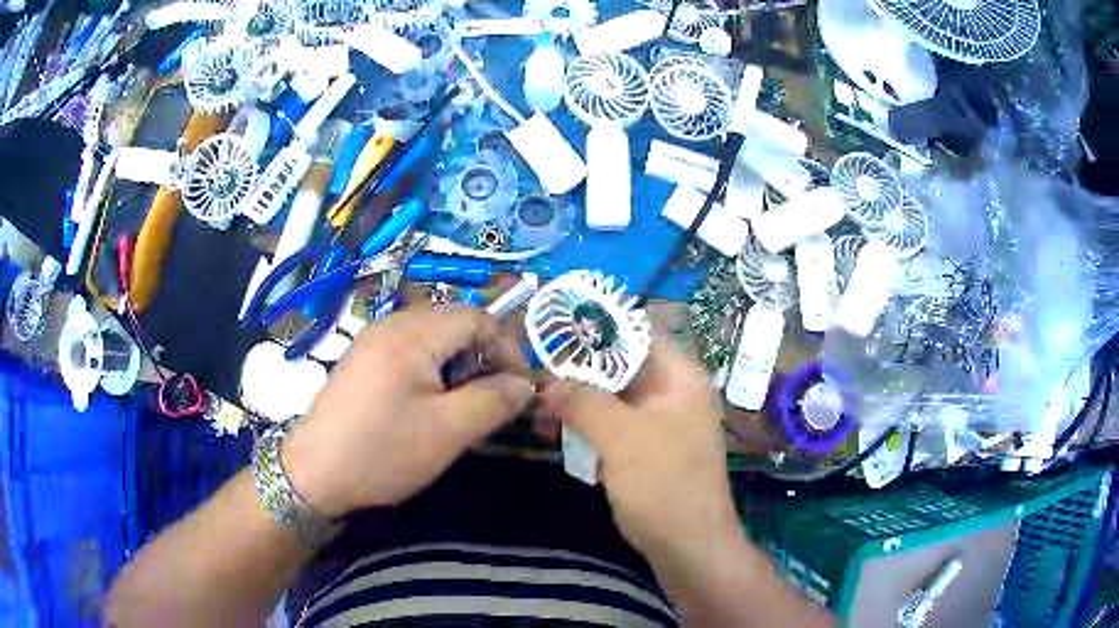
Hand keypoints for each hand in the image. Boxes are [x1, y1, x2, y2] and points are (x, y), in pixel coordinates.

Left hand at [281, 305, 534, 517]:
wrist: (314, 474)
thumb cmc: (383, 452)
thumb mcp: (449, 431)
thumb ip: (494, 401)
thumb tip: (525, 385)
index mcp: (413, 333)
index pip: (478, 316)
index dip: (507, 347)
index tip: (519, 387)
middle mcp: (391, 324)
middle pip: (455, 323)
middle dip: (483, 357)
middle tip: (493, 399)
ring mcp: (372, 340)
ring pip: (433, 339)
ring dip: (459, 366)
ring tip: (464, 406)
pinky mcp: (363, 360)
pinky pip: (410, 352)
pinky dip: (432, 371)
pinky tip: (429, 406)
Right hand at [538, 330, 739, 560]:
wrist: (688, 546)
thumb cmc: (664, 484)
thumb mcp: (620, 437)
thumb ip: (582, 401)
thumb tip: (546, 380)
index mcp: (681, 377)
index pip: (640, 331)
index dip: (599, 324)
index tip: (555, 326)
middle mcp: (674, 392)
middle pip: (623, 364)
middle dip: (580, 366)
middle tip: (537, 366)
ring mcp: (662, 422)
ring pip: (615, 396)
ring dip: (579, 397)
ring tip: (538, 399)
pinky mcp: (649, 448)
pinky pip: (615, 423)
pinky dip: (588, 422)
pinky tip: (556, 427)